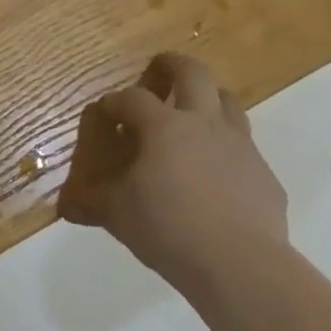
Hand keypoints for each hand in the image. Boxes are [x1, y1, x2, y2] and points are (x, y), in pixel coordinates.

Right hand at [59, 53, 288, 292]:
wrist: (240, 265)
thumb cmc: (168, 228)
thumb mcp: (118, 215)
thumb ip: (92, 203)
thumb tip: (66, 207)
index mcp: (164, 126)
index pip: (132, 98)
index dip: (115, 102)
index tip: (106, 113)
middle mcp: (203, 124)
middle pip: (193, 73)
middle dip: (172, 65)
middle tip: (158, 69)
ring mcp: (240, 146)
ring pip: (227, 101)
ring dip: (208, 98)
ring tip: (192, 113)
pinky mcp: (264, 174)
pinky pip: (244, 148)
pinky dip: (227, 148)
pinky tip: (217, 173)